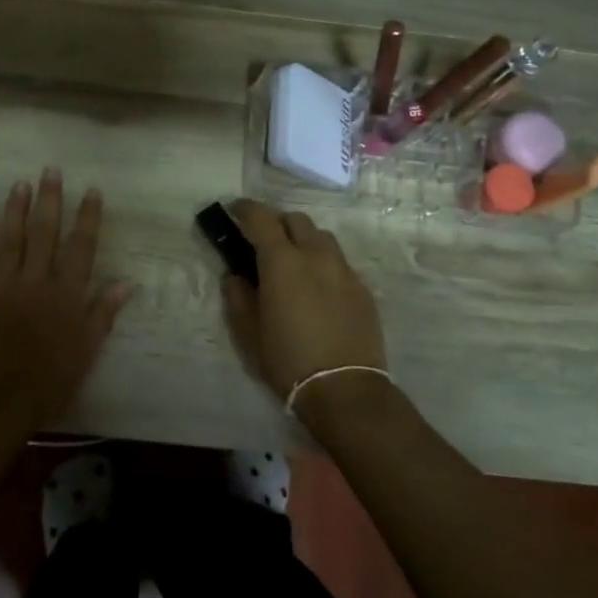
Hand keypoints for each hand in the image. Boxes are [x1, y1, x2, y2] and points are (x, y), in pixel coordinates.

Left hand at [0, 170, 130, 441]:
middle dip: (49, 200)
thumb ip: (102, 314)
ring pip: (10, 239)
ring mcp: (3, 286)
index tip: (92, 191)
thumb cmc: (49, 382)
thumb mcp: (86, 353)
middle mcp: (35, 282)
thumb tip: (125, 282)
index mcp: (66, 295)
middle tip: (50, 171)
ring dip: (15, 210)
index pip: (80, 247)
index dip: (87, 217)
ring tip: (19, 184)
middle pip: (44, 232)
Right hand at [221, 200, 387, 399]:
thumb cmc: (287, 359)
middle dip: (277, 223)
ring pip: (322, 238)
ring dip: (303, 240)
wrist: (344, 388)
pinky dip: (323, 263)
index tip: (234, 211)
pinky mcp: (363, 289)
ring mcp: (344, 270)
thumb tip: (235, 275)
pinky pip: (339, 262)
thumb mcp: (248, 331)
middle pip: (296, 220)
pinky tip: (318, 288)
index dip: (245, 209)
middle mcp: (316, 255)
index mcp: (282, 261)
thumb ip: (238, 295)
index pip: (261, 218)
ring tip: (294, 262)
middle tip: (263, 240)